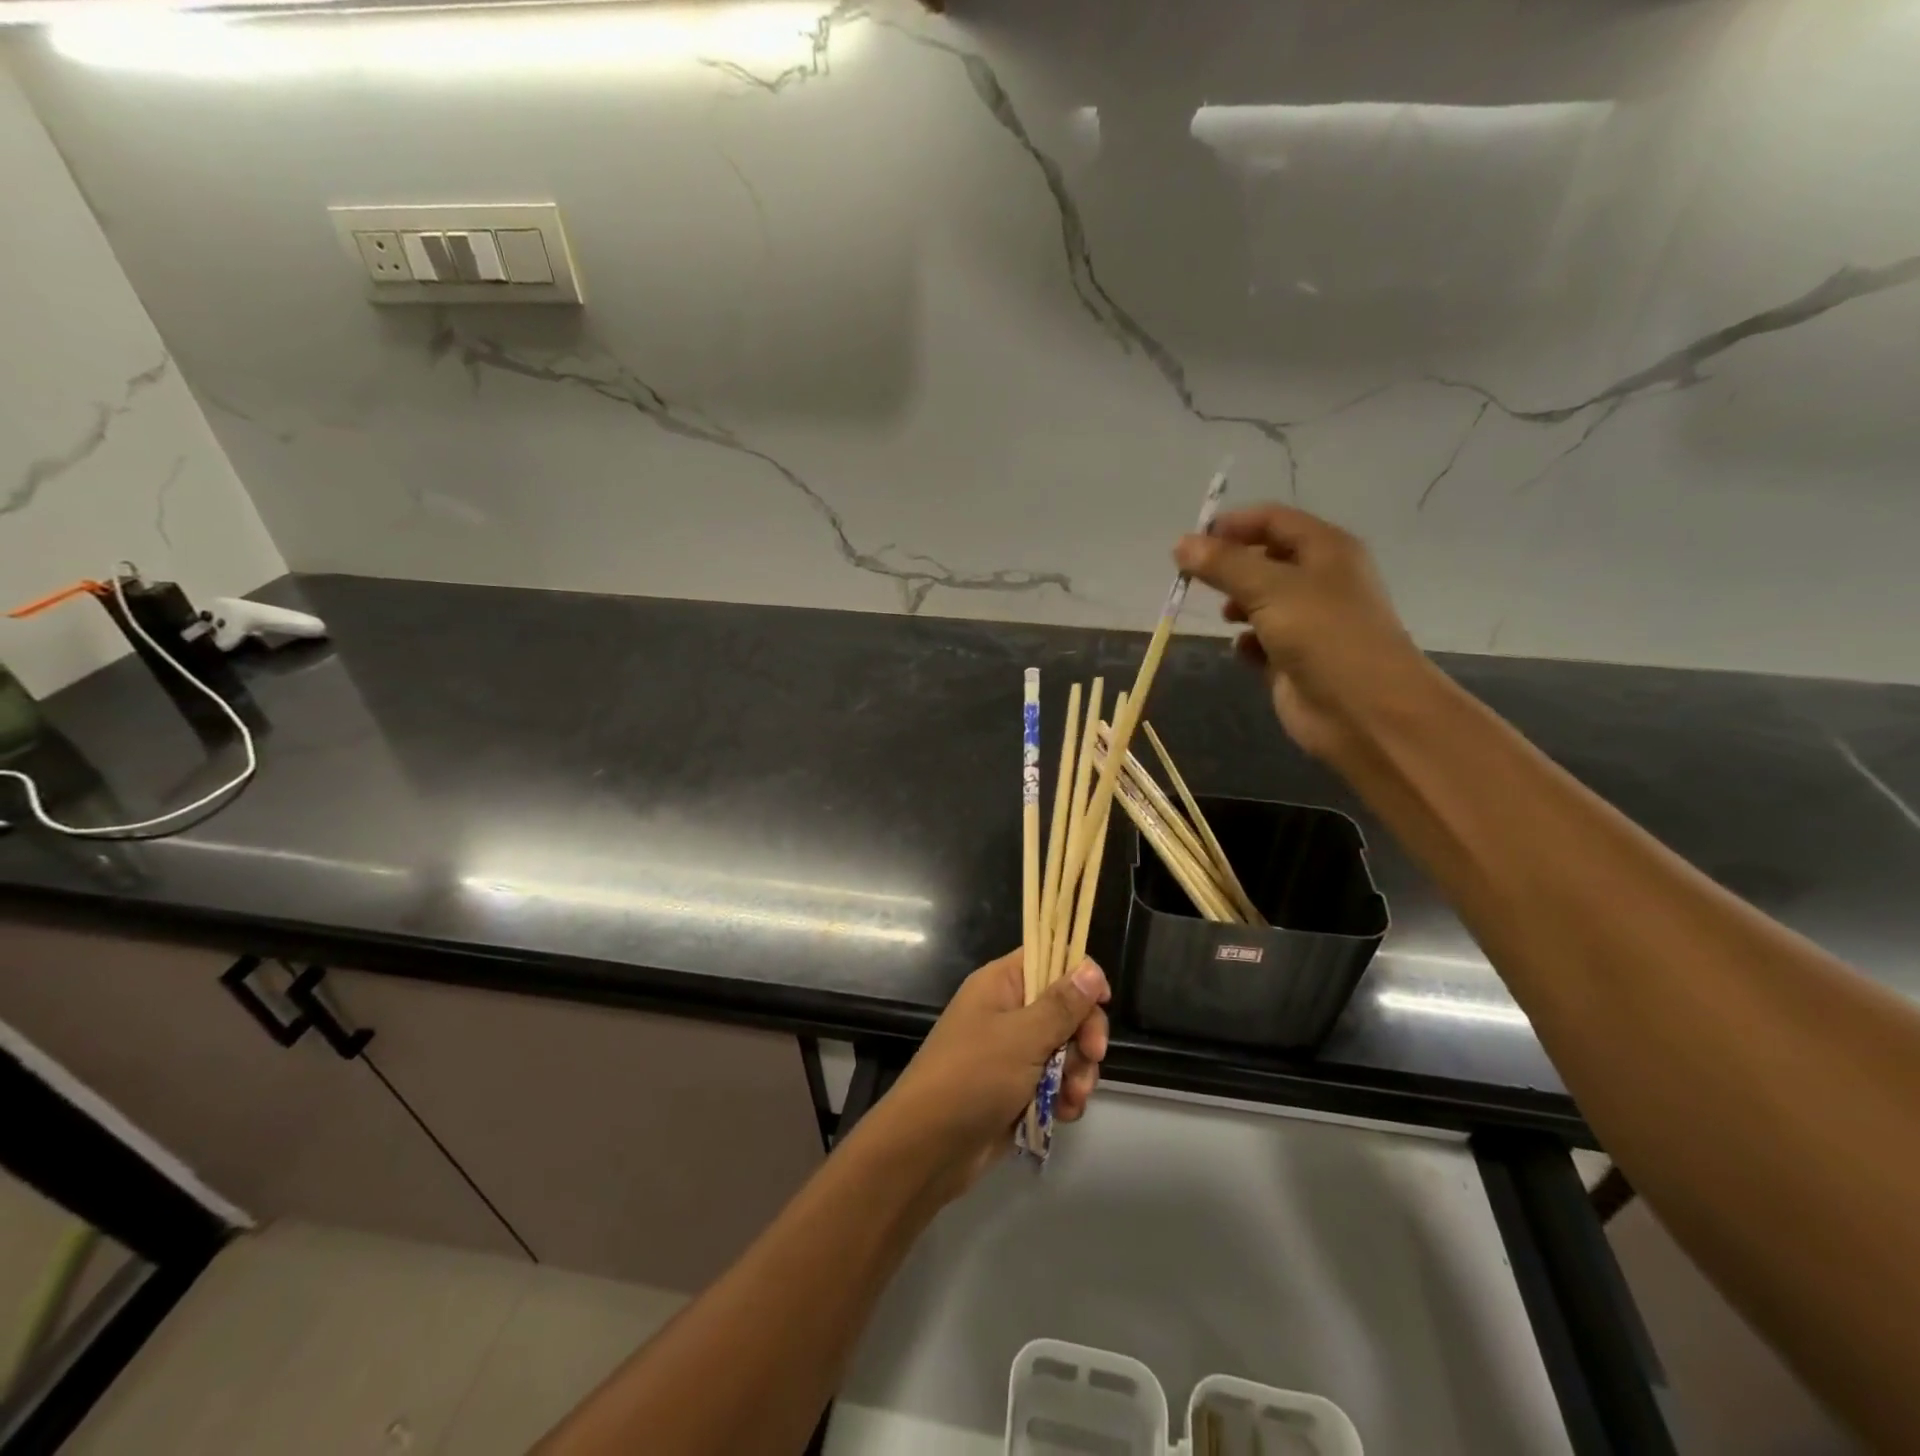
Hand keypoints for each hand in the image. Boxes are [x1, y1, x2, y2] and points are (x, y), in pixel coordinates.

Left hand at [869, 950, 1108, 1199]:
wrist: (927, 1148)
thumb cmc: (972, 1077)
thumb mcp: (1022, 1037)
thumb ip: (1062, 1004)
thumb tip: (1091, 966)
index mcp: (1000, 984)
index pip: (1048, 958)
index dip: (1079, 975)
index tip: (1103, 1001)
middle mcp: (1007, 1011)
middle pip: (1065, 1007)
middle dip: (1084, 1035)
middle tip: (1091, 1057)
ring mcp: (1012, 1052)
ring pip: (1065, 1049)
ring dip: (1077, 1072)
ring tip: (1071, 1097)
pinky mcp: (1017, 1089)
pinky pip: (1054, 1082)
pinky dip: (1063, 1097)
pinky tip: (1062, 1114)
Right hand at [1174, 504, 1432, 763]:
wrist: (1362, 708)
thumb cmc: (1323, 634)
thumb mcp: (1269, 588)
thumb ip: (1223, 564)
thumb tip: (1181, 543)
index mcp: (1325, 549)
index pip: (1272, 520)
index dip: (1232, 525)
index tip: (1192, 541)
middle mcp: (1318, 579)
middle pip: (1264, 559)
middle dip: (1230, 567)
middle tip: (1194, 579)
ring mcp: (1308, 621)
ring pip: (1260, 601)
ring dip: (1236, 605)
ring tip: (1224, 616)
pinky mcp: (1294, 658)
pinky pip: (1261, 641)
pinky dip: (1246, 642)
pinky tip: (1242, 650)